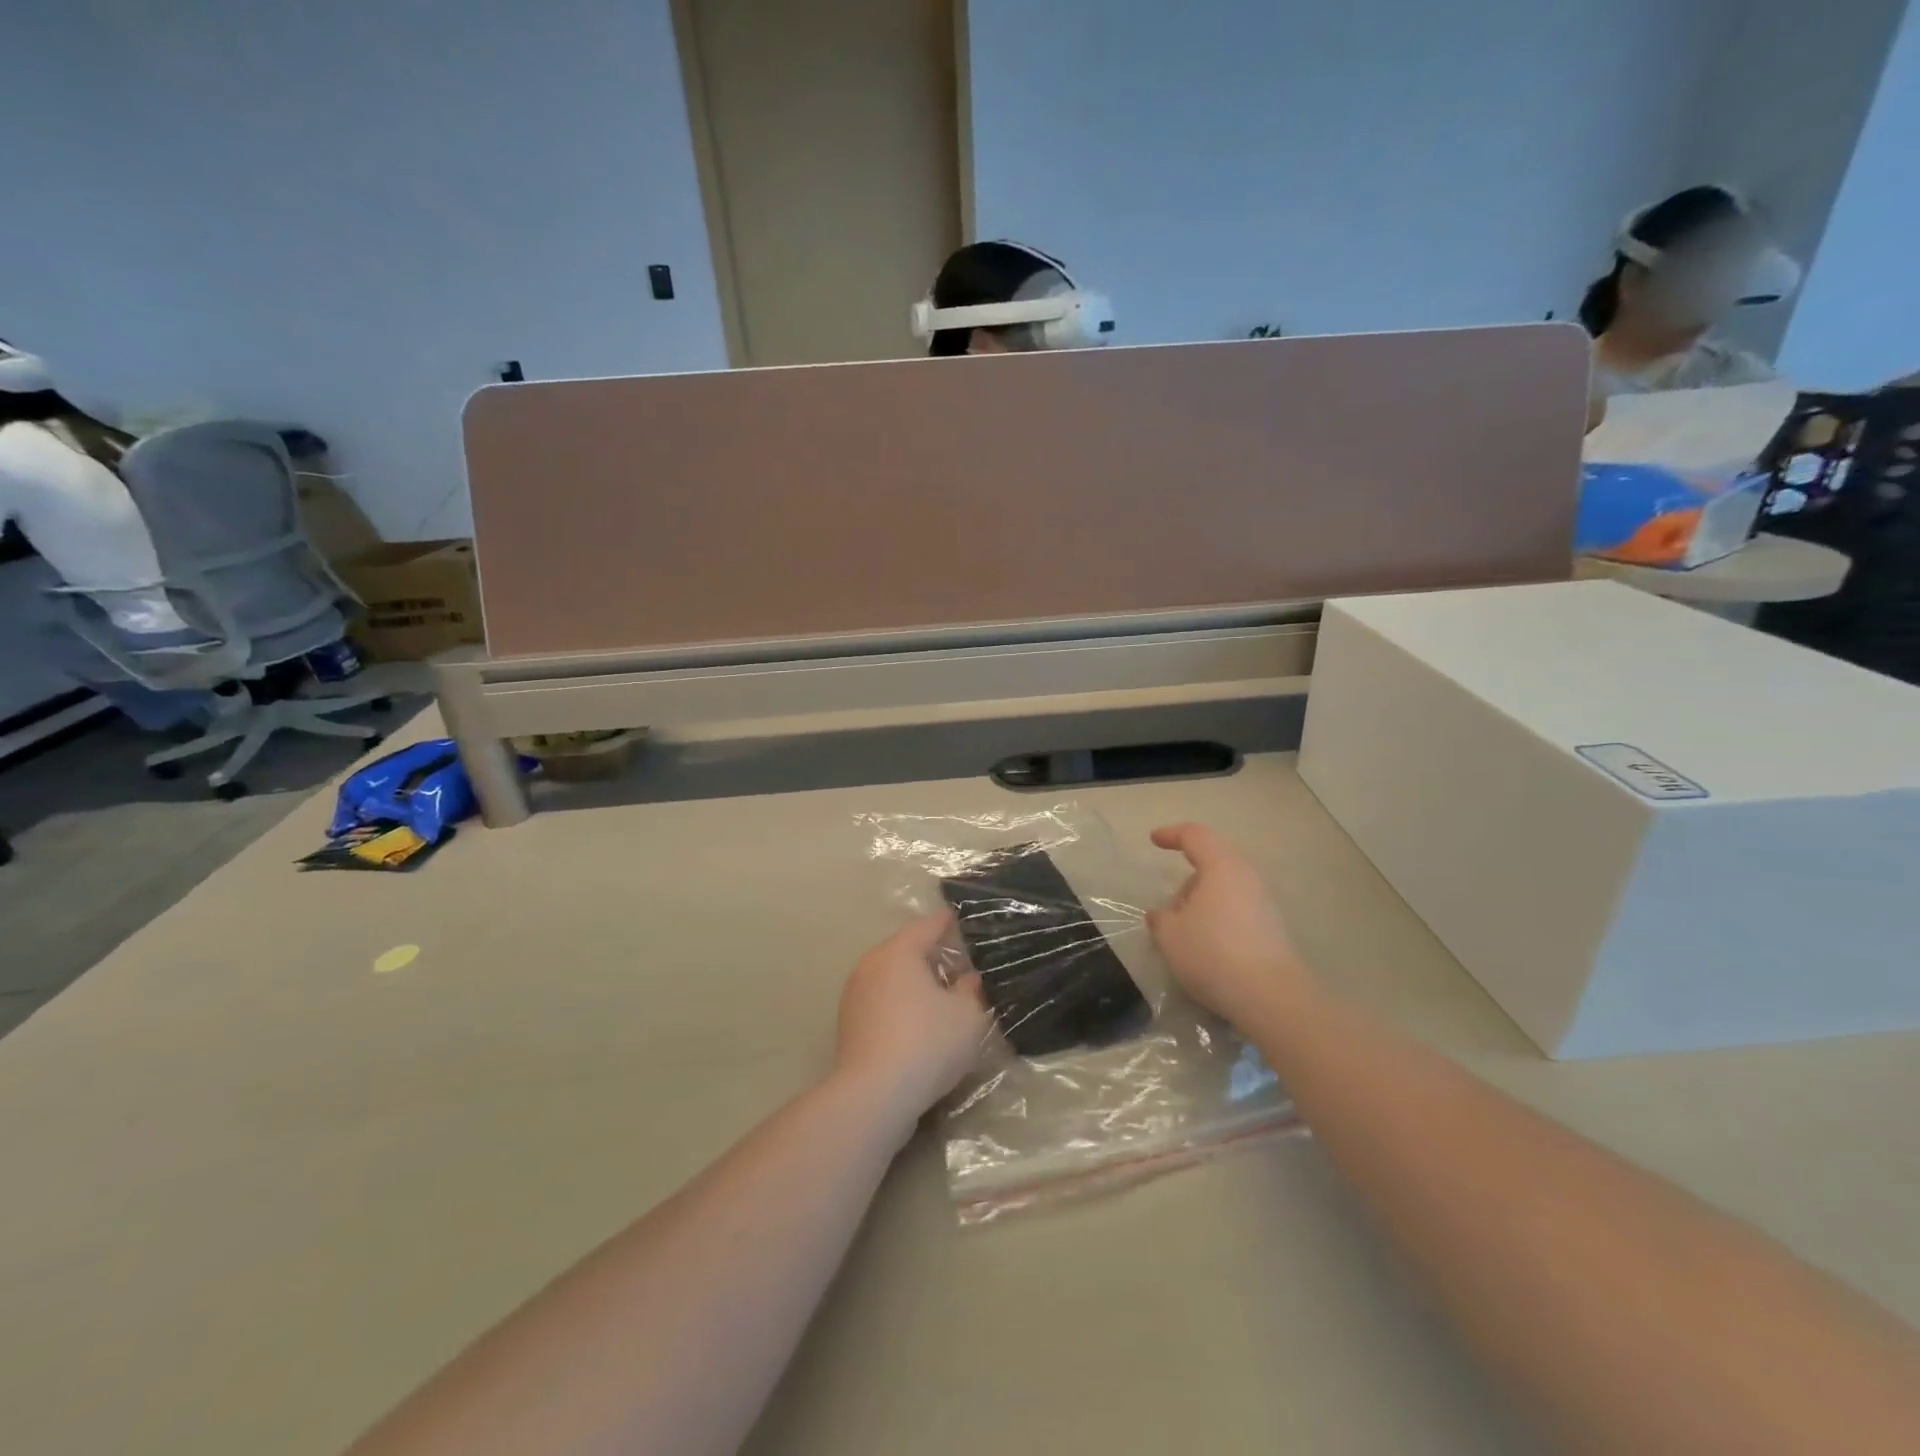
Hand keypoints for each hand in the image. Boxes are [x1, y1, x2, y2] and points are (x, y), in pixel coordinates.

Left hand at [834, 911, 989, 1133]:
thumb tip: (967, 979)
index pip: (929, 924)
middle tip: (960, 965)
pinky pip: (881, 999)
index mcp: (900, 951)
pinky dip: (899, 1003)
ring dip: (914, 981)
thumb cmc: (927, 1043)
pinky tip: (917, 1023)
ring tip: (941, 996)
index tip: (966, 923)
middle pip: (906, 948)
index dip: (950, 923)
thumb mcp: (968, 1016)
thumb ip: (971, 990)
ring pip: (891, 975)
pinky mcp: (849, 1022)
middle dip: (932, 954)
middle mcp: (872, 963)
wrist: (873, 1096)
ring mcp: (855, 993)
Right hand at [1147, 823, 1310, 1027]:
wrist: (1272, 996)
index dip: (1172, 834)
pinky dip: (1218, 917)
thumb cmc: (1214, 953)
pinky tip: (1207, 945)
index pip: (1196, 836)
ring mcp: (1264, 902)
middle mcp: (1247, 877)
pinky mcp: (1272, 928)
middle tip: (1171, 907)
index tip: (1154, 840)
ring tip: (1186, 931)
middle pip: (1214, 862)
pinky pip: (1237, 908)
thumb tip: (1162, 916)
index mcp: (1221, 867)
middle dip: (1188, 879)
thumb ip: (1160, 920)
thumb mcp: (1170, 936)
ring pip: (1226, 887)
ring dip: (1203, 901)